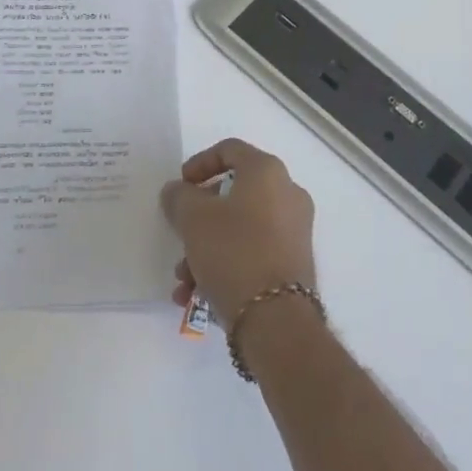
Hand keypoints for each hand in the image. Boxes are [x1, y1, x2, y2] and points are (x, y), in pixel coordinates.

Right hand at [160, 139, 315, 320]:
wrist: (277, 321)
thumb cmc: (234, 252)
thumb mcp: (193, 219)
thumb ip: (180, 196)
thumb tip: (178, 190)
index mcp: (267, 172)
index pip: (230, 149)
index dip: (200, 163)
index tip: (180, 185)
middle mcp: (287, 193)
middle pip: (233, 193)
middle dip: (199, 217)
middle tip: (179, 232)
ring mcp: (294, 230)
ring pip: (239, 228)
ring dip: (206, 248)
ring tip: (183, 279)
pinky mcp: (293, 263)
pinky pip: (252, 252)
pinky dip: (225, 265)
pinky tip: (197, 295)